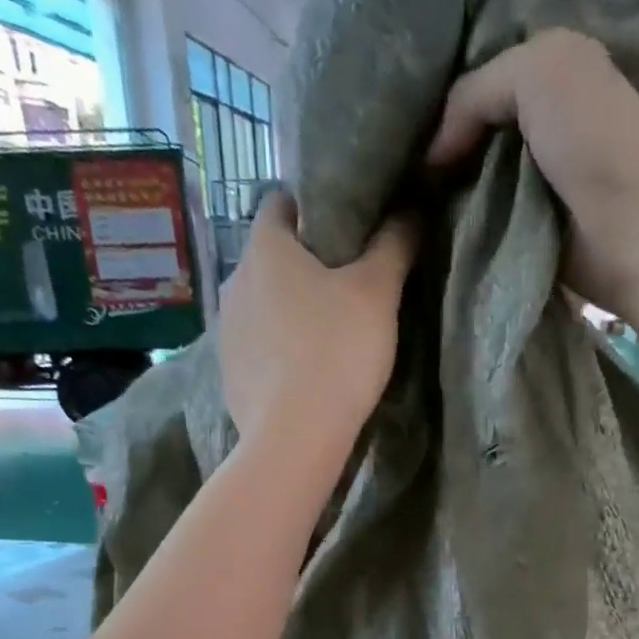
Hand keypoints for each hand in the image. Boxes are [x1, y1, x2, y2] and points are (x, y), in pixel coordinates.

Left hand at [217, 192, 417, 458]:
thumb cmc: (336, 351)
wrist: (295, 437)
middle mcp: (234, 281)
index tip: (344, 228)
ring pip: (261, 303)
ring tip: (325, 331)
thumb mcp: (378, 292)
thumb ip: (394, 244)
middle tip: (345, 283)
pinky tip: (302, 370)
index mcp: (264, 248)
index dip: (311, 207)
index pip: (279, 202)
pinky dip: (275, 348)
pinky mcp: (228, 373)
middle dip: (303, 263)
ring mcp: (225, 330)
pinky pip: (255, 346)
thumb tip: (412, 206)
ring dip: (287, 308)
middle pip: (270, 256)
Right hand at [426, 29, 638, 321]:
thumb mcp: (538, 72)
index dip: (443, 102)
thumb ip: (475, 91)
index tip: (407, 131)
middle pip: (473, 132)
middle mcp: (544, 123)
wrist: (631, 230)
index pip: (479, 81)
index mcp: (553, 73)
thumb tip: (432, 155)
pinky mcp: (529, 229)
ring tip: (412, 203)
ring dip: (446, 191)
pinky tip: (436, 227)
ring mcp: (536, 180)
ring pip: (473, 177)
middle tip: (403, 171)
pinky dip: (461, 222)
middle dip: (441, 149)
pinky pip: (482, 218)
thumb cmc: (592, 141)